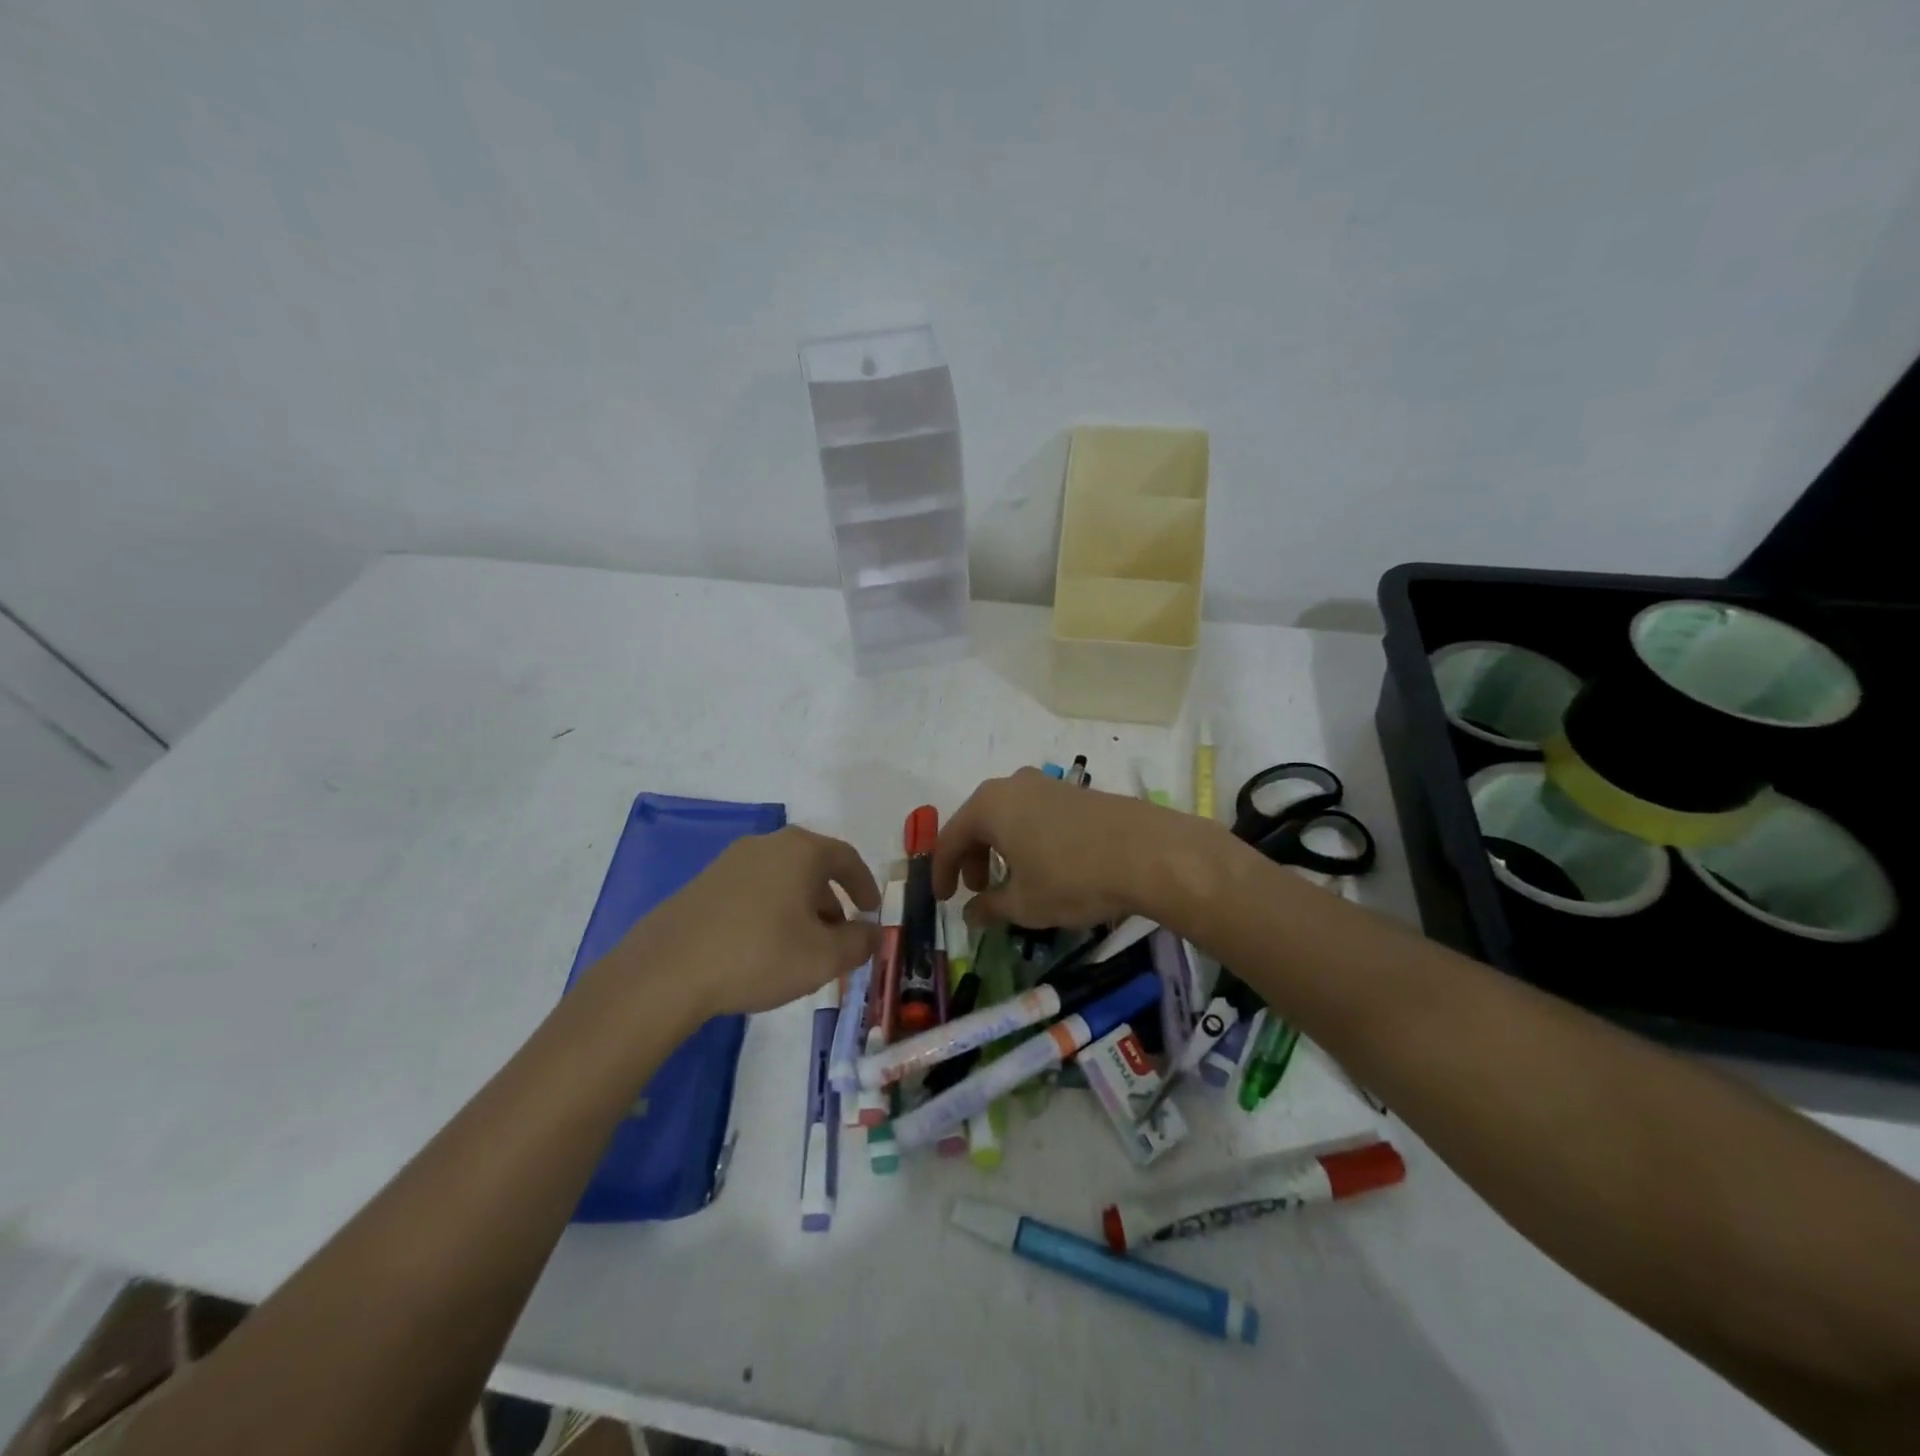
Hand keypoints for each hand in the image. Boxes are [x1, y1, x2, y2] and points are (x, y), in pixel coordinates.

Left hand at [620, 828, 879, 1016]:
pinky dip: (769, 912)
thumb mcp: (823, 957)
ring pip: (780, 880)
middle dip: (831, 901)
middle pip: (812, 866)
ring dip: (799, 908)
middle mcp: (766, 845)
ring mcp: (729, 862)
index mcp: (801, 850)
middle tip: (838, 936)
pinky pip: (752, 891)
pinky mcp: (702, 885)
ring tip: (801, 947)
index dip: (864, 884)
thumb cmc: (759, 954)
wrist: (667, 970)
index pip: (846, 858)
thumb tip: (873, 933)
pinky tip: (762, 948)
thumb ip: (859, 943)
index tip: (872, 910)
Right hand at [933, 768, 1210, 928]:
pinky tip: (1046, 865)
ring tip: (1013, 881)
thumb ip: (989, 908)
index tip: (943, 899)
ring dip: (1001, 849)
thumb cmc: (1072, 878)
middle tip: (979, 890)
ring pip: (1009, 817)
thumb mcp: (1024, 904)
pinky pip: (1036, 815)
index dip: (942, 872)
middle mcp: (1013, 785)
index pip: (950, 838)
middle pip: (979, 822)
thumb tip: (970, 914)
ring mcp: (1048, 784)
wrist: (1148, 852)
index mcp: (989, 805)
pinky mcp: (1077, 792)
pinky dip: (1028, 839)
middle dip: (973, 858)